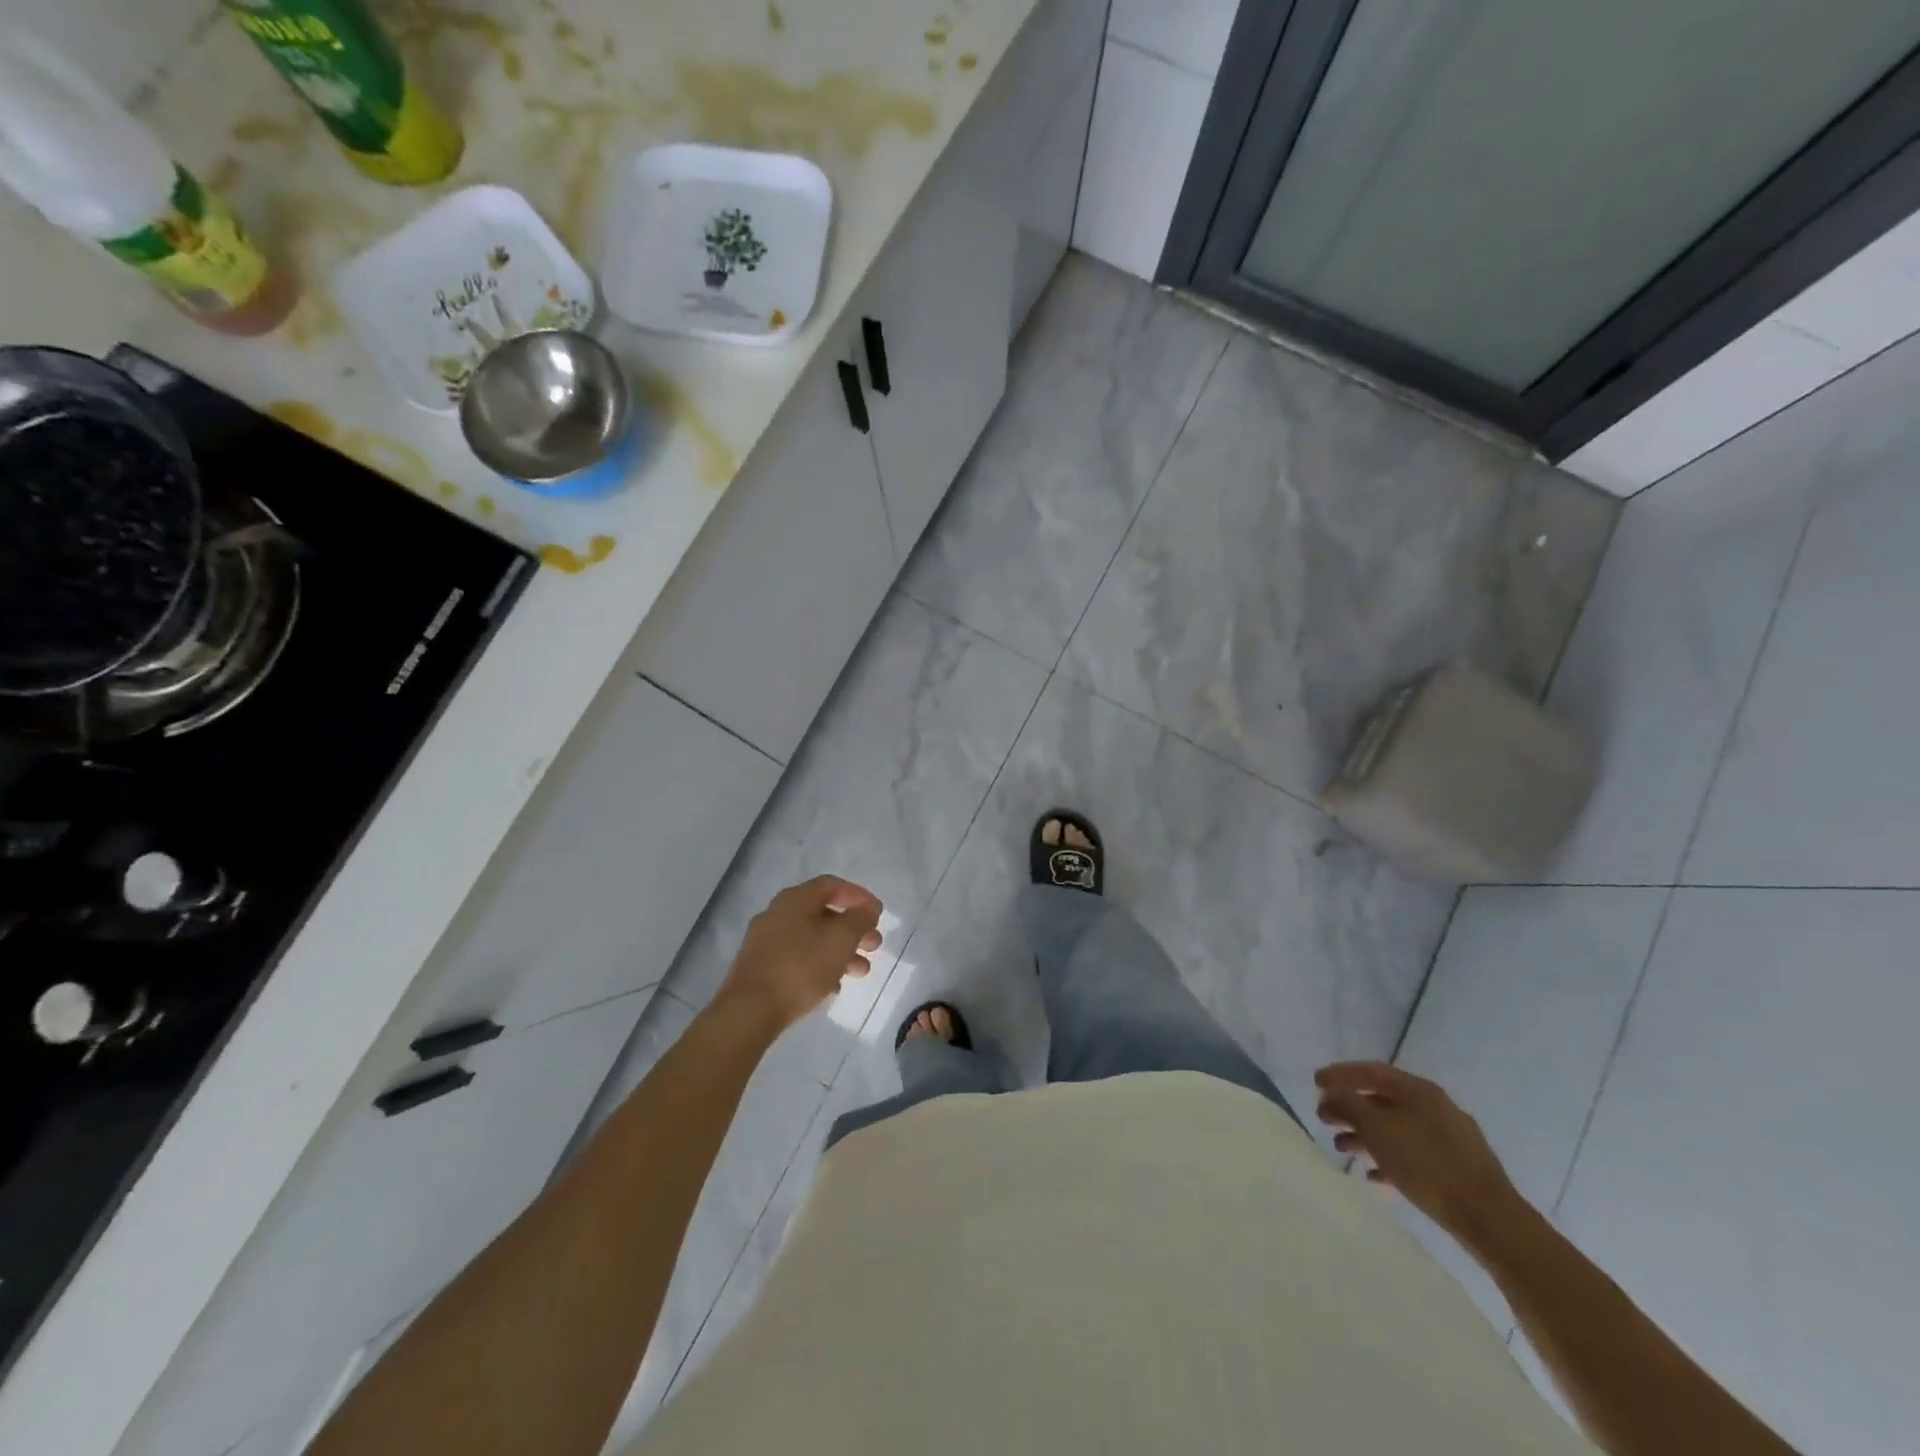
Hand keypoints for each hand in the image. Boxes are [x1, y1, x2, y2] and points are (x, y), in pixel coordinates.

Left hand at [717, 876, 882, 1032]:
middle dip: (853, 928)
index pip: (832, 885)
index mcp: (795, 899)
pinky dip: (820, 966)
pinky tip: (834, 986)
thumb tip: (867, 909)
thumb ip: (859, 919)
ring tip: (861, 971)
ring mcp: (766, 942)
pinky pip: (798, 959)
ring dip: (840, 951)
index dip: (859, 896)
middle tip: (874, 945)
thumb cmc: (801, 967)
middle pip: (823, 913)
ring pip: (812, 939)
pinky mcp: (761, 968)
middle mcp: (777, 914)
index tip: (878, 914)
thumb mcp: (841, 939)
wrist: (749, 1010)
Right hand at [1314, 1061, 1522, 1248]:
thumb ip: (1348, 1105)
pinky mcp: (1459, 1167)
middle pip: (1382, 1099)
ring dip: (1366, 1135)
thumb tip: (1331, 1095)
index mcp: (1418, 1090)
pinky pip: (1414, 1153)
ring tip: (1342, 1149)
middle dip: (1350, 1108)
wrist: (1490, 1219)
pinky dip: (1389, 1157)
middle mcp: (1435, 1106)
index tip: (1315, 1083)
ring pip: (1397, 1127)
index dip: (1340, 1074)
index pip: (1371, 1071)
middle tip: (1324, 1118)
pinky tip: (1375, 1175)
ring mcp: (1450, 1137)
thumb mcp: (1376, 1129)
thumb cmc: (1426, 1165)